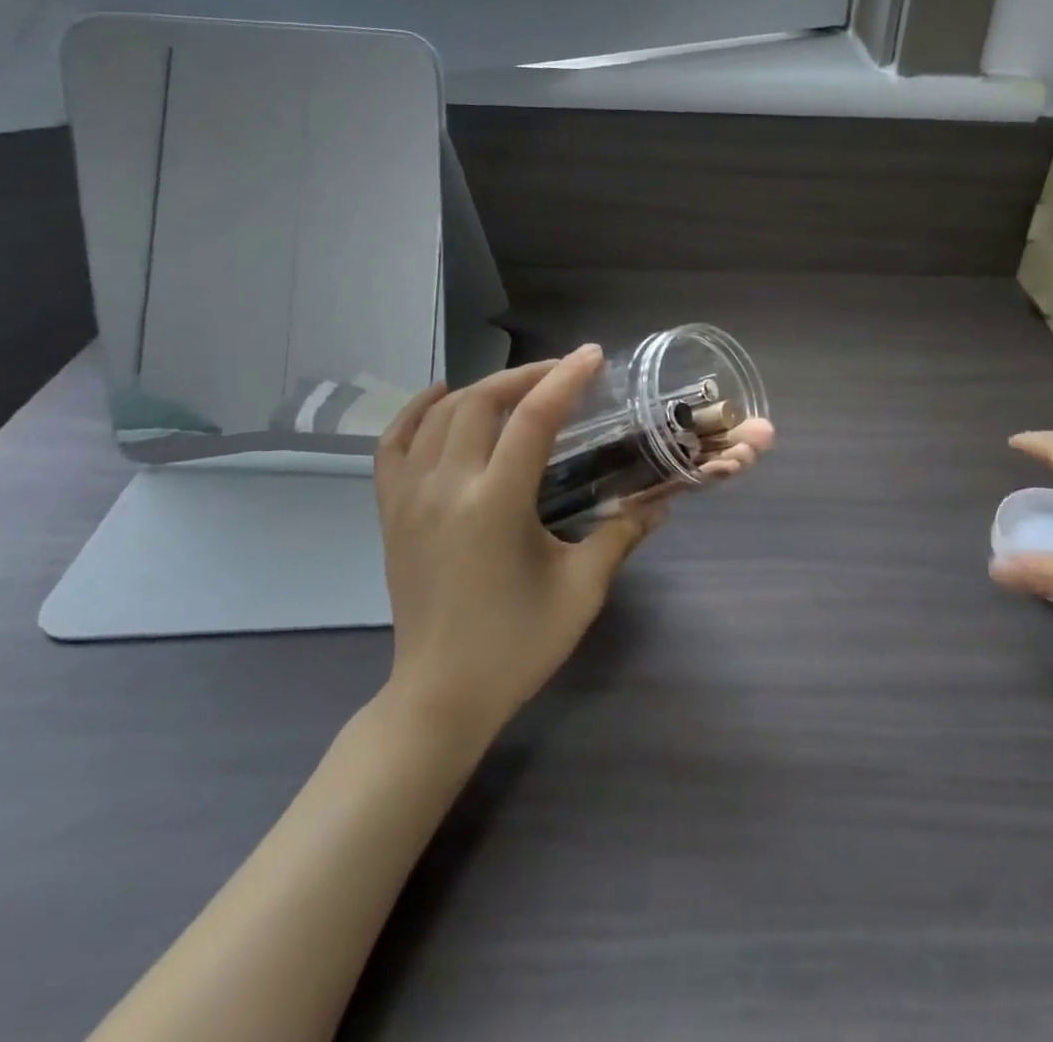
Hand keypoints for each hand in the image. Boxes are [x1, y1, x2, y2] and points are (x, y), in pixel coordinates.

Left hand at [373, 346, 665, 734]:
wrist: (440, 695)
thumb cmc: (517, 645)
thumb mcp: (582, 589)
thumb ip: (621, 535)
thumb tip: (661, 501)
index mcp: (496, 504)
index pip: (533, 419)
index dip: (566, 380)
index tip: (593, 355)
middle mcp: (446, 488)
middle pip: (481, 402)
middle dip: (525, 375)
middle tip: (562, 371)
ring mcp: (410, 497)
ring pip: (440, 415)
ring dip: (482, 388)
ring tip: (518, 385)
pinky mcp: (391, 513)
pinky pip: (393, 445)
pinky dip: (415, 411)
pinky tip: (439, 396)